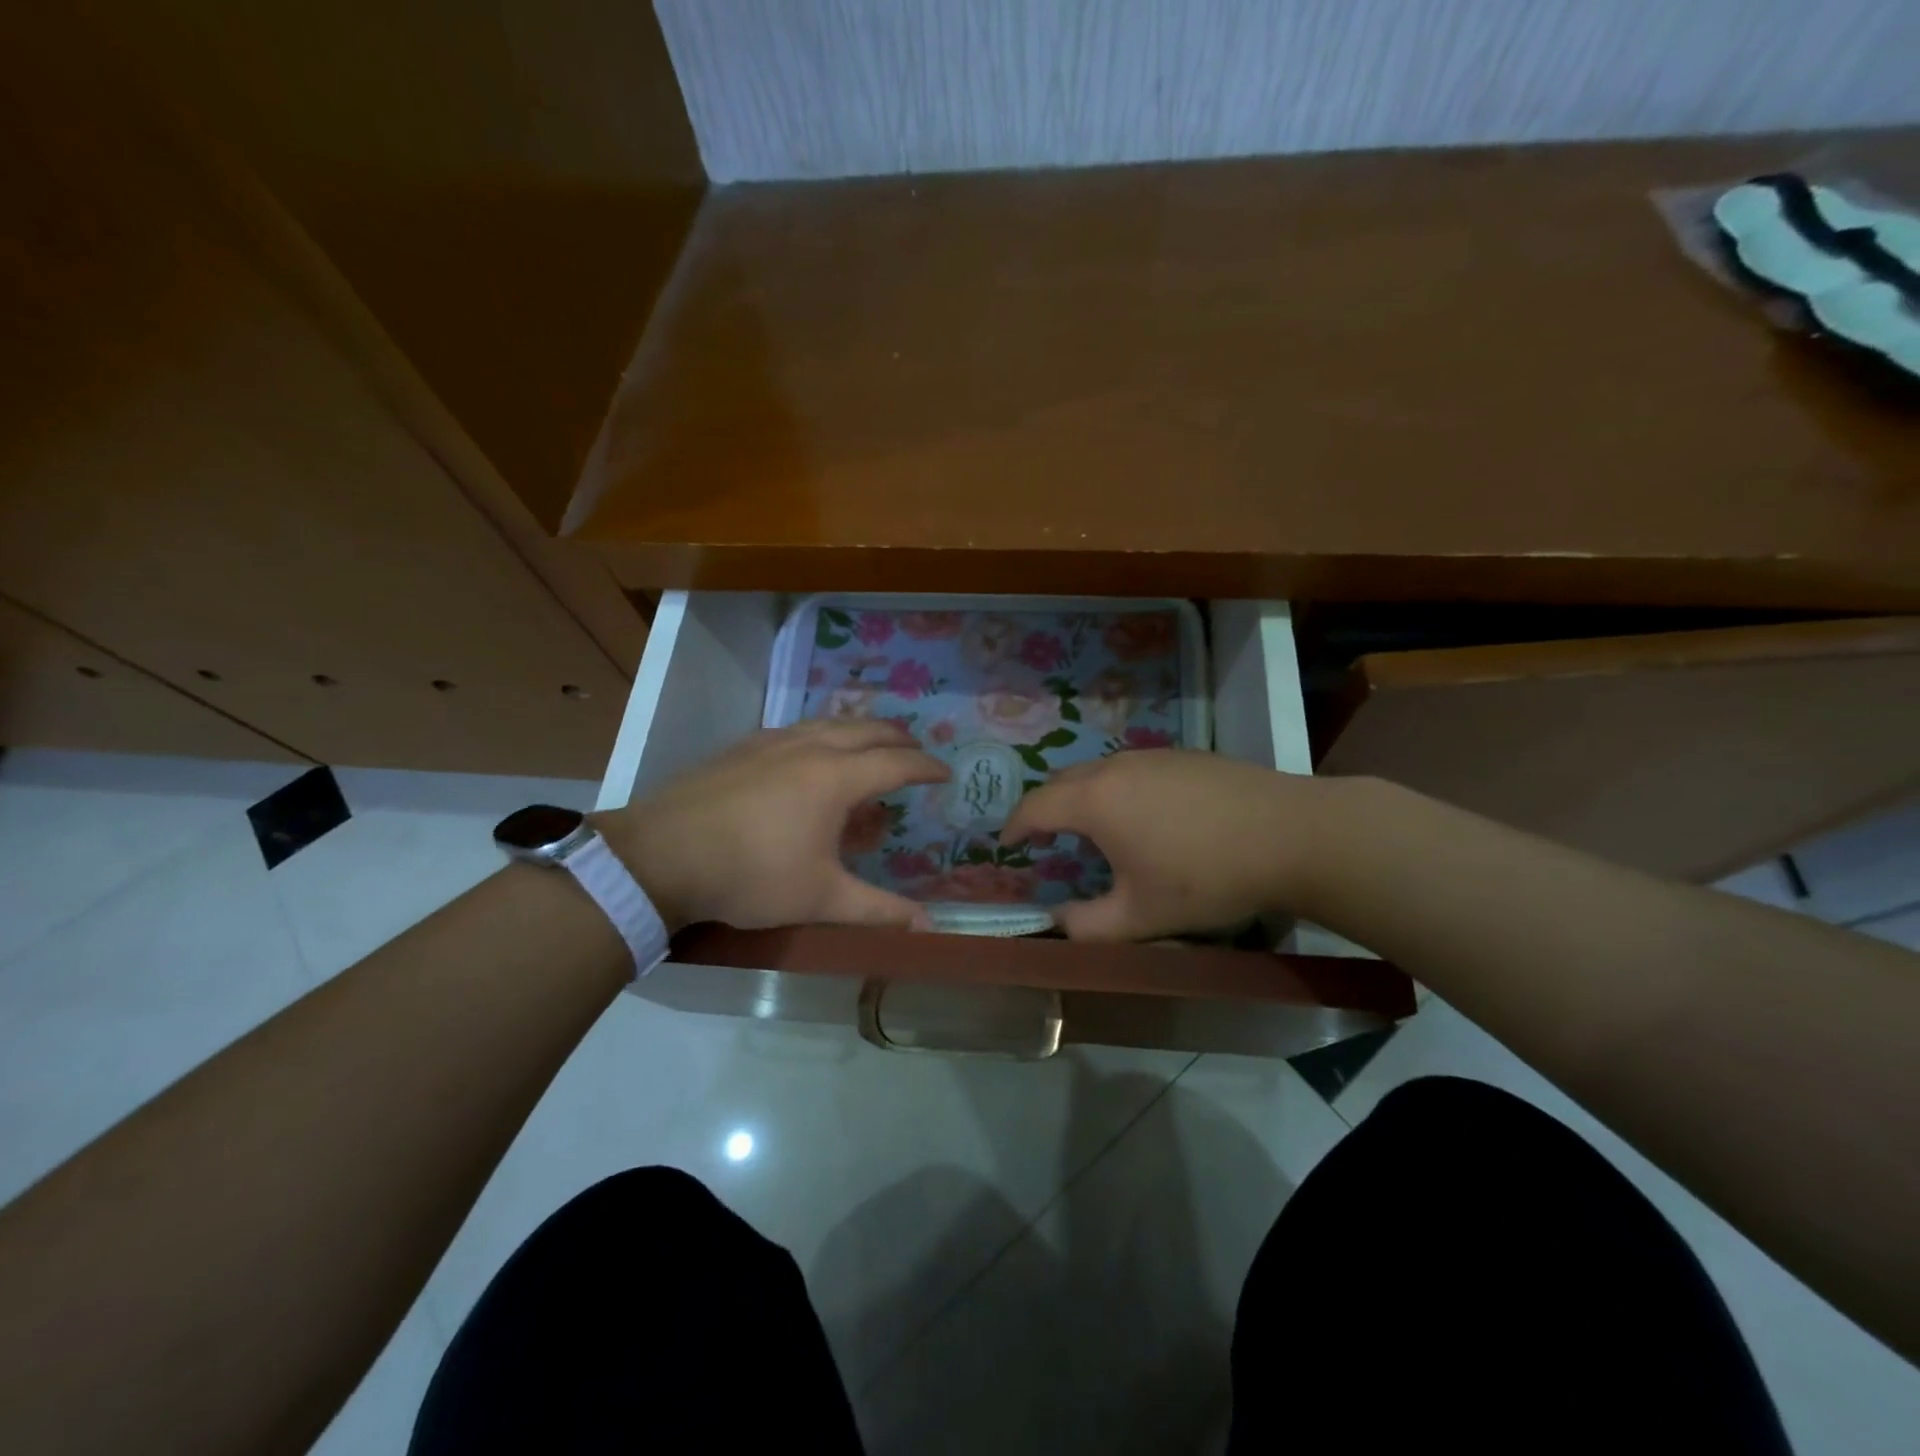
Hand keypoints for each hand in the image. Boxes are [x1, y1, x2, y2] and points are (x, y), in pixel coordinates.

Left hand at [594, 720, 950, 931]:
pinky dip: (821, 734)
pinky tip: (809, 753)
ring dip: (859, 730)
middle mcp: (809, 747)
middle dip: (897, 737)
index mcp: (836, 777)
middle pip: (866, 729)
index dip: (926, 767)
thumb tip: (929, 928)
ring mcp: (771, 742)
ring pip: (829, 723)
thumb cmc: (751, 875)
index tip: (946, 772)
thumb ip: (878, 911)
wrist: (661, 855)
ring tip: (868, 747)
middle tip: (914, 752)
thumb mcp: (820, 899)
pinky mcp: (742, 747)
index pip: (896, 763)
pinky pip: (797, 729)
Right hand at [1001, 750, 1318, 940]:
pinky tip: (1145, 815)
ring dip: (1083, 796)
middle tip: (1046, 838)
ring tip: (1093, 828)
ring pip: (1099, 771)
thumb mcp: (1141, 916)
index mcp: (1094, 801)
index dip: (1014, 825)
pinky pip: (1132, 768)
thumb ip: (1088, 926)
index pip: (1035, 805)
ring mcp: (1152, 755)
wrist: (1291, 833)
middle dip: (1046, 807)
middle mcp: (1115, 767)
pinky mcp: (1184, 755)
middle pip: (1063, 780)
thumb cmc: (1206, 876)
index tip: (1006, 843)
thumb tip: (1055, 924)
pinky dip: (1117, 788)